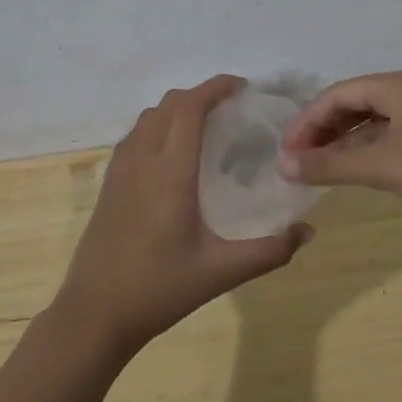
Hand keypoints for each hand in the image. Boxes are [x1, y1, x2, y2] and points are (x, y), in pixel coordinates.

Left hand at [53, 75, 312, 356]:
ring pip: (148, 117)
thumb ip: (269, 251)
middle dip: (200, 94)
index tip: (242, 87)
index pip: (189, 108)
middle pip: (168, 104)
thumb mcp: (221, 272)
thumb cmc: (158, 289)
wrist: (94, 314)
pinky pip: (134, 136)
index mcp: (169, 173)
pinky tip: (173, 154)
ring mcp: (120, 171)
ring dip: (177, 108)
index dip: (215, 87)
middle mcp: (142, 161)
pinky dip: (157, 126)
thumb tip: (307, 231)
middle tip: (231, 107)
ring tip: (205, 125)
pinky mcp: (109, 185)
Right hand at [278, 70, 401, 236]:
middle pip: (353, 104)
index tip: (286, 153)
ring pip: (371, 123)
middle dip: (323, 132)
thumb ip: (329, 166)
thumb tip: (283, 165)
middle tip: (299, 162)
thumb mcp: (381, 166)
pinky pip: (389, 138)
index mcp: (396, 85)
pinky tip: (354, 174)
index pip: (336, 94)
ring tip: (319, 171)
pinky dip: (366, 153)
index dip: (307, 121)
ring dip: (343, 144)